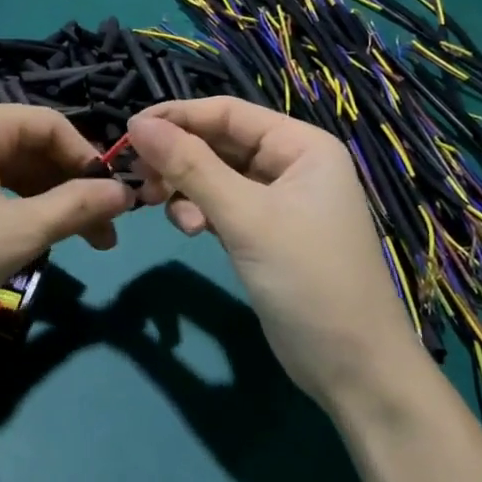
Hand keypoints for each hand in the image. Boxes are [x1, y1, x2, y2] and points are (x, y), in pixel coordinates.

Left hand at [0, 102, 131, 346]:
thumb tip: (125, 194)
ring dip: (40, 200)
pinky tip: (18, 236)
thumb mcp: (20, 232)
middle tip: (99, 237)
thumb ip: (78, 207)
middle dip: (68, 188)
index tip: (115, 205)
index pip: (54, 126)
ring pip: (4, 167)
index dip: (91, 163)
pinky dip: (7, 204)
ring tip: (63, 242)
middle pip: (29, 146)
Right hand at [127, 99, 420, 409]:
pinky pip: (221, 206)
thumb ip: (190, 167)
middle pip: (219, 143)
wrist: (353, 368)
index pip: (228, 112)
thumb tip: (136, 124)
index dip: (177, 117)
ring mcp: (278, 201)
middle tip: (138, 178)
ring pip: (215, 176)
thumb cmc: (307, 279)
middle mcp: (291, 165)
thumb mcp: (245, 217)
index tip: (127, 132)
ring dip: (185, 189)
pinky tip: (192, 232)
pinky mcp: (264, 233)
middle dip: (178, 158)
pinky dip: (199, 213)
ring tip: (165, 210)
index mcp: (302, 145)